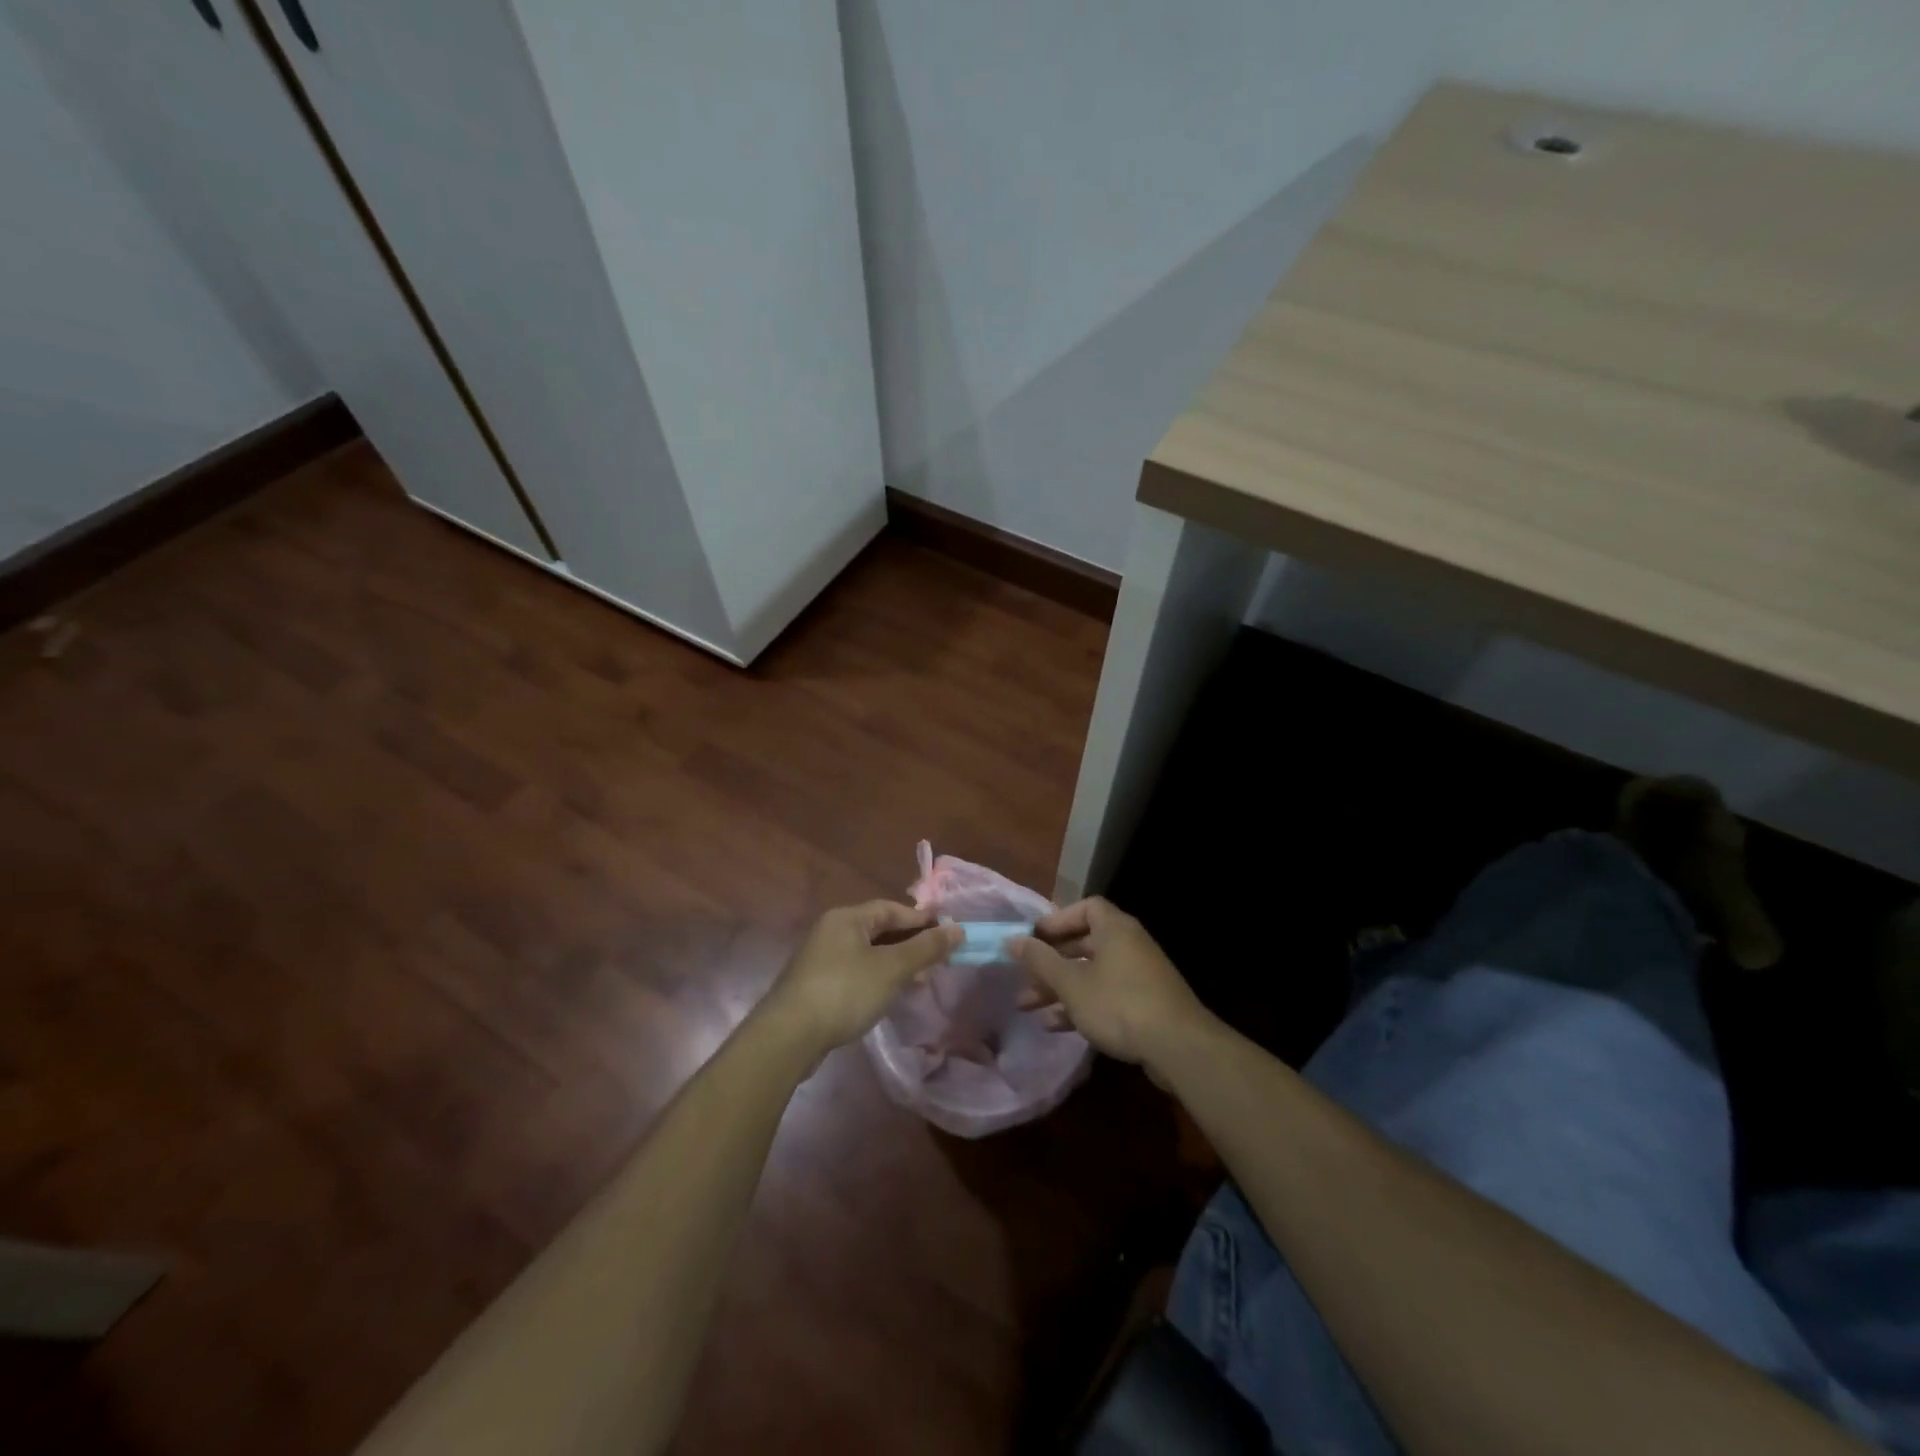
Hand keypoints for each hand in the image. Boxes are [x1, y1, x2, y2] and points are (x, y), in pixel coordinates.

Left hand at [760, 901, 960, 1060]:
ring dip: (896, 965)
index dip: (921, 920)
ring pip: (868, 954)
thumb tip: (957, 929)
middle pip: (879, 931)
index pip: (891, 909)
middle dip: (911, 945)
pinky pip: (856, 973)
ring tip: (920, 983)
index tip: (948, 934)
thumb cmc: (845, 991)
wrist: (789, 1036)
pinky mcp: (816, 986)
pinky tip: (890, 997)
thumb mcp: (892, 968)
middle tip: (938, 962)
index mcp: (846, 918)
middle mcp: (831, 931)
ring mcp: (821, 959)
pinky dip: (877, 979)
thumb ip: (926, 948)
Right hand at [1014, 898, 1212, 1071]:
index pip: (1085, 908)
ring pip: (1091, 973)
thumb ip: (1040, 960)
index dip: (1057, 920)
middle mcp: (1129, 945)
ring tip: (1027, 1006)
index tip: (1033, 939)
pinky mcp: (1145, 1003)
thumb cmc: (1119, 1004)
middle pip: (1084, 943)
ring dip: (1059, 987)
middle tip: (1023, 977)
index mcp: (1115, 928)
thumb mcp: (1071, 983)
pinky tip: (1055, 1026)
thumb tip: (1012, 939)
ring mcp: (1139, 975)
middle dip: (1050, 961)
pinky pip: (1105, 995)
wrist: (1178, 1047)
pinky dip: (1081, 1004)